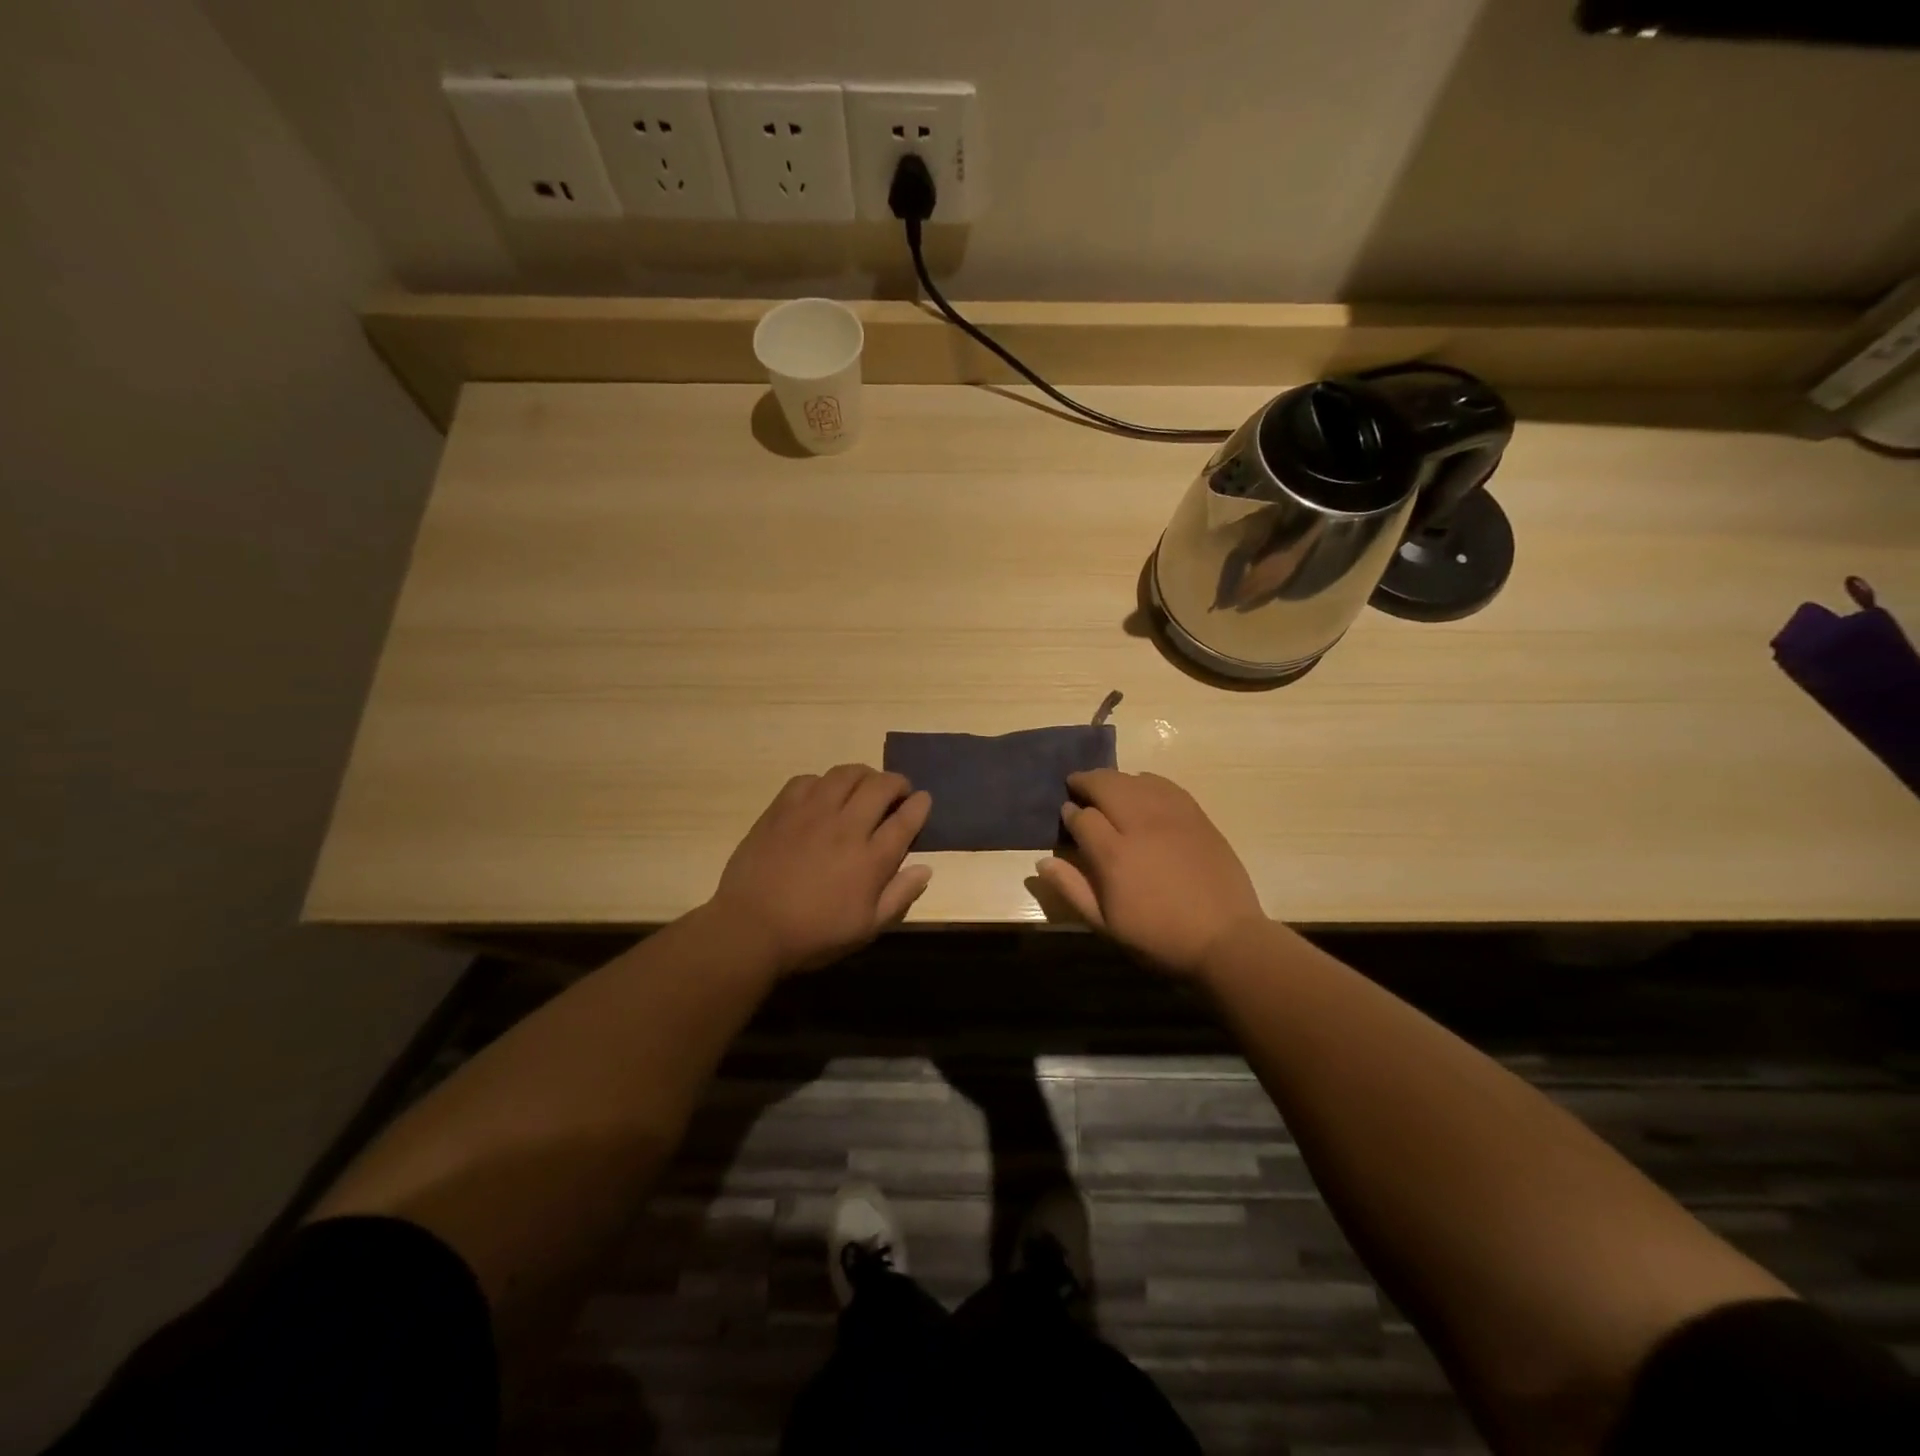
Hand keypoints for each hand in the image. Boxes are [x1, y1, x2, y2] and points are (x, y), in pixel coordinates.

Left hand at [708, 764, 932, 975]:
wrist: (750, 928)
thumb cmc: (814, 934)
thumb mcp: (866, 928)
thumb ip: (900, 896)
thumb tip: (925, 869)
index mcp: (871, 859)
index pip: (906, 819)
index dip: (920, 805)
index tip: (924, 800)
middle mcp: (846, 827)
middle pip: (880, 786)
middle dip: (897, 782)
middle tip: (898, 792)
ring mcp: (811, 813)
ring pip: (846, 774)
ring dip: (863, 775)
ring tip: (864, 786)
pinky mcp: (782, 809)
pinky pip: (809, 779)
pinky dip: (824, 782)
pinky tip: (823, 795)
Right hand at [1036, 770, 1265, 979]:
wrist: (1224, 939)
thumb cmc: (1158, 937)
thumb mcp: (1106, 924)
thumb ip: (1072, 889)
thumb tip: (1042, 861)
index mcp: (1113, 855)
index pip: (1081, 817)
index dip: (1069, 813)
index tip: (1067, 816)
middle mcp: (1139, 825)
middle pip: (1106, 785)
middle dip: (1086, 782)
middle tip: (1076, 786)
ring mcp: (1171, 816)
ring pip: (1134, 780)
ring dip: (1114, 779)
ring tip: (1106, 786)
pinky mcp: (1196, 815)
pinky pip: (1165, 785)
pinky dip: (1146, 781)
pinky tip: (1141, 788)